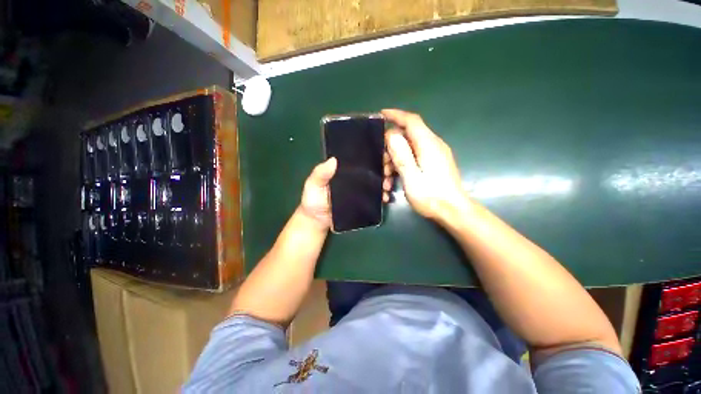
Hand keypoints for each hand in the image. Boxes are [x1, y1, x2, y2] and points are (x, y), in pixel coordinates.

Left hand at [299, 156, 393, 229]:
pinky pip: (376, 197)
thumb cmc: (313, 200)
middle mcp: (355, 177)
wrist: (318, 221)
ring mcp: (361, 190)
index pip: (360, 158)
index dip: (372, 153)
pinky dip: (383, 195)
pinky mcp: (364, 202)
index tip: (382, 153)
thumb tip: (333, 159)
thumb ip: (320, 173)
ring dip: (385, 181)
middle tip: (387, 170)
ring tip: (387, 184)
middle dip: (383, 166)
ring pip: (377, 181)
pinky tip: (386, 196)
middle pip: (372, 168)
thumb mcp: (313, 184)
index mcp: (344, 169)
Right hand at [383, 109, 467, 222]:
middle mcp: (433, 145)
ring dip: (395, 160)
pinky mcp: (435, 163)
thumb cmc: (431, 196)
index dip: (396, 115)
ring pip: (409, 148)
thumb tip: (391, 135)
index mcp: (428, 145)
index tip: (381, 114)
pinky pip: (415, 157)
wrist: (453, 211)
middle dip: (391, 148)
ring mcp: (435, 154)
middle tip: (381, 165)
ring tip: (387, 180)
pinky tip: (395, 180)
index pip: (412, 121)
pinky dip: (403, 165)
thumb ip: (402, 155)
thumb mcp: (411, 177)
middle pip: (408, 136)